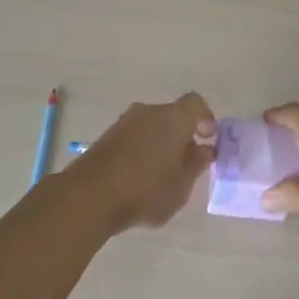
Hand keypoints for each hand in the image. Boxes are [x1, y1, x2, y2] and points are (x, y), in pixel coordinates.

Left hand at [69, 94, 215, 233]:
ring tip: (161, 175)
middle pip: (172, 115)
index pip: (195, 103)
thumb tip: (204, 150)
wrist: (90, 195)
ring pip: (151, 126)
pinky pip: (134, 136)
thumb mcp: (181, 186)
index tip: (208, 139)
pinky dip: (141, 149)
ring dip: (160, 143)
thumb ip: (195, 165)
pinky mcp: (107, 136)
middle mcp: (149, 112)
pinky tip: (139, 177)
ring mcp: (125, 122)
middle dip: (182, 135)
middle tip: (185, 163)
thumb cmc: (146, 190)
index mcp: (173, 118)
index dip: (205, 118)